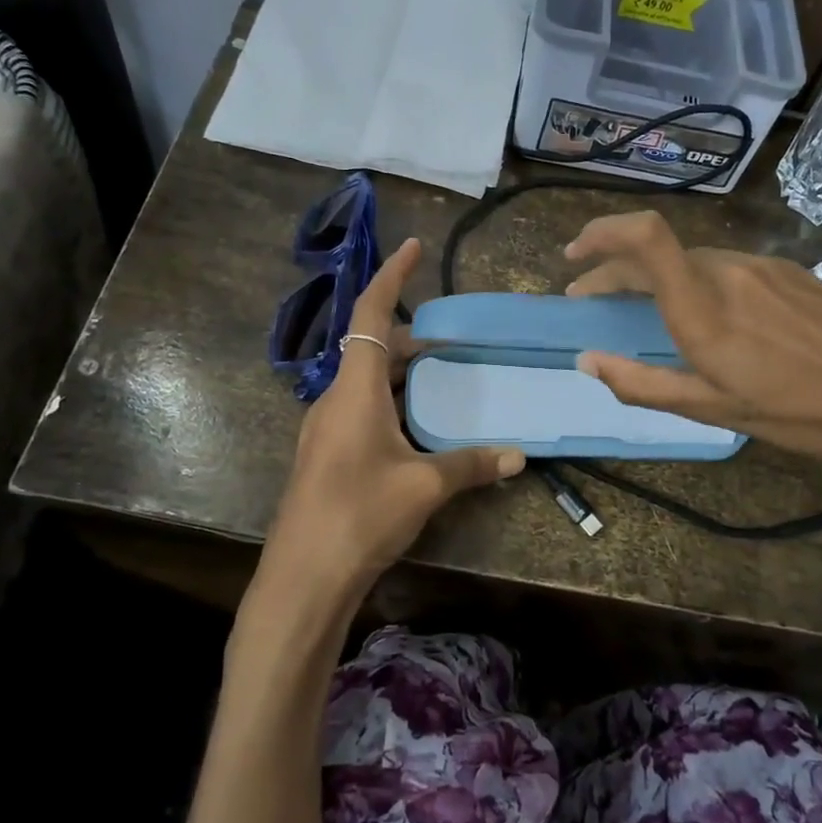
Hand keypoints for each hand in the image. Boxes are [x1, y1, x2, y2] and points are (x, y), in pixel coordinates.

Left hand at [256, 238, 524, 620]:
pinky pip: (361, 410)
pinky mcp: (326, 455)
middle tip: (454, 341)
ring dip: (402, 374)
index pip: (370, 314)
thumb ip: (470, 464)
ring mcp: (325, 428)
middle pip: (372, 349)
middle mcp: (334, 399)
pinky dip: (392, 403)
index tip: (413, 246)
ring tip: (443, 380)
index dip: (391, 276)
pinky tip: (418, 428)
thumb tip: (517, 456)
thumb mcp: (424, 486)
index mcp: (353, 389)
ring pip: (367, 383)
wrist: (304, 576)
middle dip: (411, 338)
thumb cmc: (360, 515)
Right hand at [564, 211, 821, 496]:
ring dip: (656, 275)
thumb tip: (587, 361)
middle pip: (657, 250)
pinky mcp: (791, 270)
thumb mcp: (713, 410)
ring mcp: (764, 266)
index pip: (645, 238)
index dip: (602, 233)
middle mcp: (730, 272)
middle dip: (614, 268)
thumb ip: (642, 383)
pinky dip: (696, 278)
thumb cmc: (798, 415)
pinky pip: (727, 265)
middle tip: (591, 298)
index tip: (574, 257)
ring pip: (692, 258)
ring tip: (644, 307)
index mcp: (704, 309)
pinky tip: (706, 309)